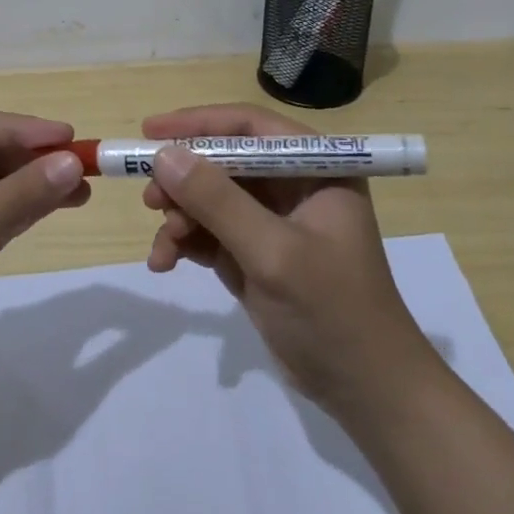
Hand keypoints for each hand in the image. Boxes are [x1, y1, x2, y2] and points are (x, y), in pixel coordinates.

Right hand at [141, 103, 437, 416]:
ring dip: (180, 217)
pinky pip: (209, 232)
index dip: (198, 123)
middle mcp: (293, 186)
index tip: (149, 131)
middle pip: (224, 161)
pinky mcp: (255, 254)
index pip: (250, 125)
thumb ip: (217, 201)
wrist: (364, 390)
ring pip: (210, 198)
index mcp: (315, 169)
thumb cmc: (331, 311)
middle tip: (150, 200)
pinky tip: (165, 263)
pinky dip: (185, 243)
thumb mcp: (272, 252)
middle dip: (184, 180)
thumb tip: (164, 155)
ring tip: (165, 246)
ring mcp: (273, 222)